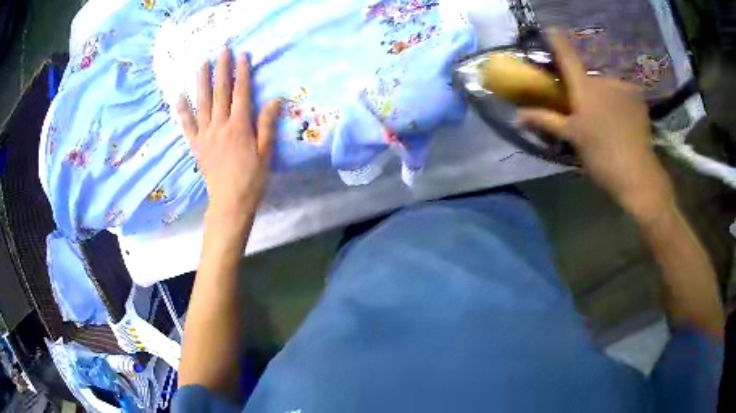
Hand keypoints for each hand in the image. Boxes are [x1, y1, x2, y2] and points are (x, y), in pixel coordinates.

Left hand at [177, 49, 280, 223]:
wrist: (230, 202)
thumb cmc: (251, 179)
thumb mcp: (265, 153)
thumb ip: (267, 125)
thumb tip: (274, 100)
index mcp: (239, 127)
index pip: (241, 93)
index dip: (242, 73)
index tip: (242, 56)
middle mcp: (220, 125)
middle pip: (220, 92)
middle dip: (222, 69)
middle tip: (222, 50)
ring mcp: (205, 134)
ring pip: (202, 103)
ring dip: (201, 81)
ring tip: (202, 63)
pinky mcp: (196, 145)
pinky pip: (187, 124)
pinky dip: (182, 109)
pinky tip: (179, 95)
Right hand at [517, 29, 673, 221]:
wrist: (638, 175)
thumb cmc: (601, 156)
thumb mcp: (572, 138)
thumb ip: (546, 121)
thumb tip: (517, 115)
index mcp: (585, 87)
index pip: (566, 53)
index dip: (555, 39)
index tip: (549, 29)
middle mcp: (604, 79)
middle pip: (587, 73)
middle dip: (583, 84)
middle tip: (584, 106)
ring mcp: (623, 87)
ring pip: (605, 84)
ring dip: (602, 94)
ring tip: (606, 118)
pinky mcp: (638, 98)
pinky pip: (621, 92)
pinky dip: (617, 100)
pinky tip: (620, 119)